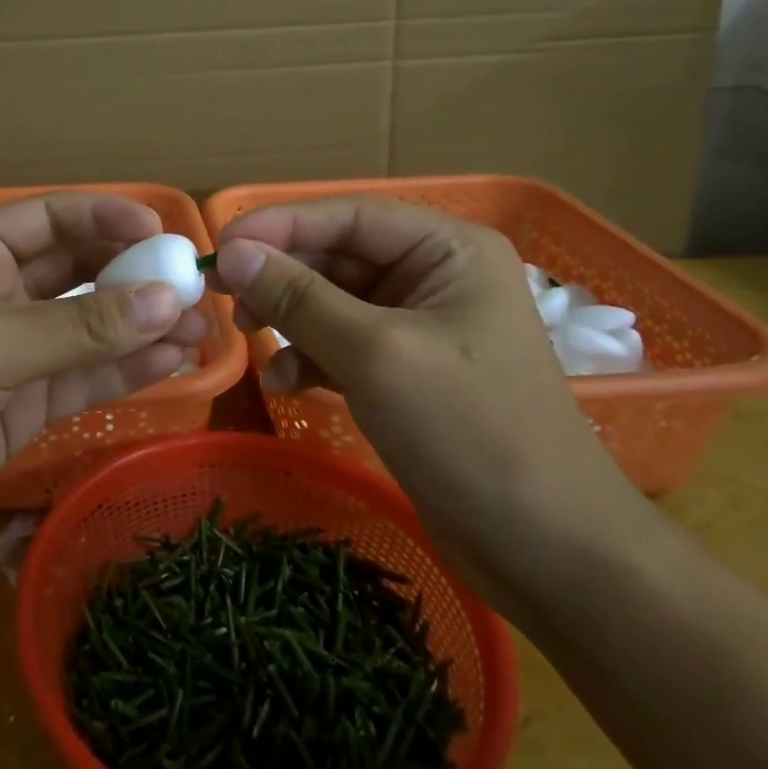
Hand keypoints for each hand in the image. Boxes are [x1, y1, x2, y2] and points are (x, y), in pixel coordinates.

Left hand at [0, 193, 209, 568]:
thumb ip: (81, 326)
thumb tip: (169, 300)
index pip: (52, 219)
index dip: (106, 218)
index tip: (162, 231)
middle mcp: (0, 294)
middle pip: (79, 270)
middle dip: (133, 274)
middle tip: (193, 283)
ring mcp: (16, 353)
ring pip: (91, 327)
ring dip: (142, 324)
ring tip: (201, 326)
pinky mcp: (27, 405)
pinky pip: (87, 376)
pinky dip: (128, 369)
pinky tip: (174, 360)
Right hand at [212, 197, 640, 614]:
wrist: (548, 553)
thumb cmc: (470, 432)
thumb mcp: (375, 354)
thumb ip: (299, 298)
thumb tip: (232, 253)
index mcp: (448, 250)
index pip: (348, 216)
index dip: (279, 225)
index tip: (219, 245)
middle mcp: (434, 277)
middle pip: (336, 257)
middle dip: (279, 276)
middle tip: (219, 294)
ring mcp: (420, 327)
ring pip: (332, 302)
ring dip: (288, 318)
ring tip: (247, 338)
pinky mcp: (406, 373)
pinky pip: (341, 346)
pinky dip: (308, 358)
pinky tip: (283, 384)